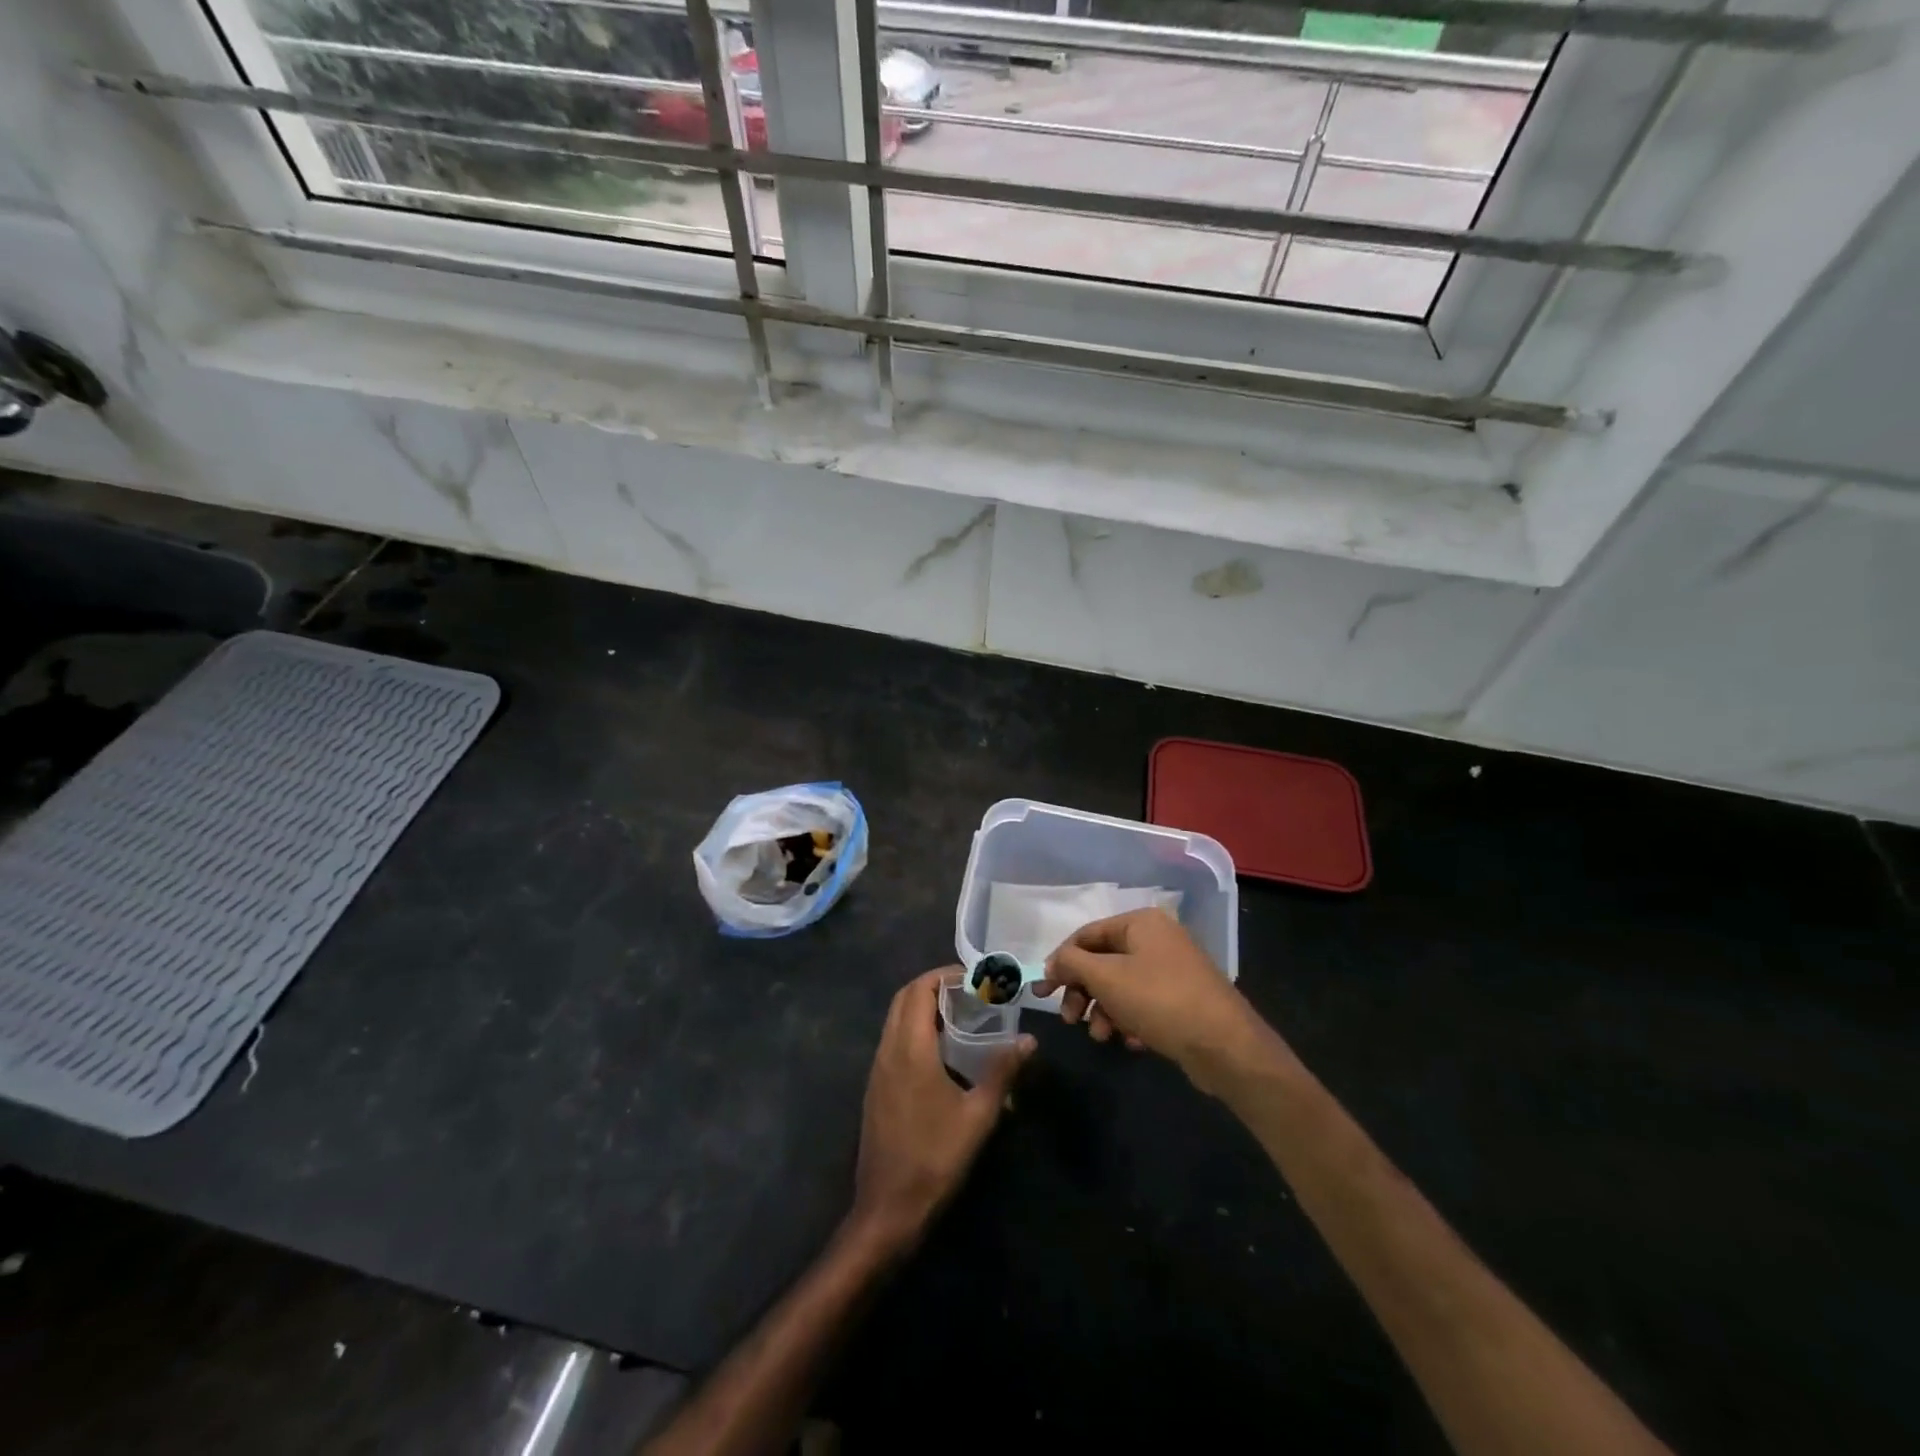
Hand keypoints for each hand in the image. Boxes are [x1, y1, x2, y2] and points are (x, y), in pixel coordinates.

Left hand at [847, 968, 1034, 1255]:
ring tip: (961, 1017)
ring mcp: (877, 1070)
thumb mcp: (978, 1115)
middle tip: (970, 993)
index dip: (944, 976)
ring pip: (896, 1019)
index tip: (974, 978)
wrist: (888, 1208)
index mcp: (910, 1049)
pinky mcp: (876, 1088)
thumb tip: (1029, 1041)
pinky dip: (914, 1029)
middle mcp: (888, 1050)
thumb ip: (1002, 1071)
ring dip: (923, 1007)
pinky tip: (942, 1051)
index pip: (919, 990)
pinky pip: (893, 1040)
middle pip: (904, 998)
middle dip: (934, 986)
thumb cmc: (935, 1158)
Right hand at [1040, 909, 1277, 1095]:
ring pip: (1122, 986)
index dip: (1061, 961)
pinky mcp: (1183, 1000)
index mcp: (1141, 923)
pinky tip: (1131, 1042)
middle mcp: (1158, 939)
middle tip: (1070, 1019)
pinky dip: (1130, 1021)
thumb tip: (1052, 963)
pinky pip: (1144, 1004)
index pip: (1087, 934)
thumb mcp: (1106, 978)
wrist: (1225, 1046)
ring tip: (1102, 1036)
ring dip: (1104, 1011)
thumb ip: (1071, 964)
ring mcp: (1173, 970)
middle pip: (1103, 962)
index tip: (1043, 991)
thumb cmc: (1159, 1000)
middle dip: (1083, 992)